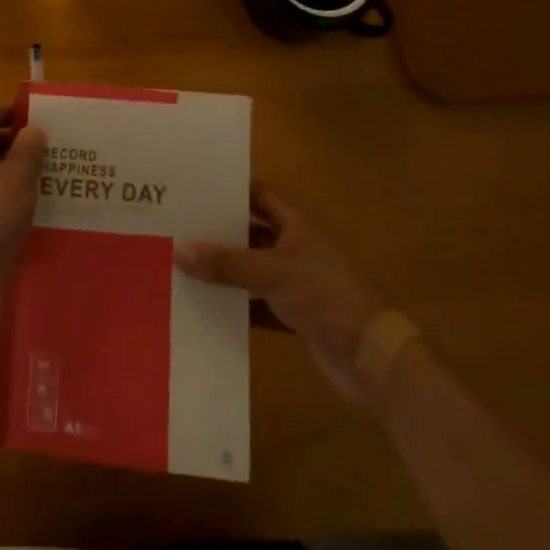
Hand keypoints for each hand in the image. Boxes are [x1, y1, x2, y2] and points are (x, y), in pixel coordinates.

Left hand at [0, 104, 46, 304]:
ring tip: (57, 183)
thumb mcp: (17, 178)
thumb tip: (33, 130)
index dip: (12, 109)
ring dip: (24, 175)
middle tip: (59, 154)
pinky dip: (17, 201)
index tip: (42, 121)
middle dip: (26, 144)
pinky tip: (41, 214)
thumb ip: (28, 149)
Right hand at [175, 183, 388, 399]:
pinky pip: (259, 304)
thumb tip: (178, 248)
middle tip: (176, 228)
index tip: (191, 189)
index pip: (258, 194)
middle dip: (218, 233)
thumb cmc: (326, 297)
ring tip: (182, 266)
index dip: (228, 190)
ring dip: (225, 272)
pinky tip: (206, 309)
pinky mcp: (297, 316)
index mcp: (297, 224)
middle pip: (251, 232)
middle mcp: (297, 247)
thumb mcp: (272, 273)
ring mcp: (298, 282)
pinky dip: (237, 306)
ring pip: (253, 270)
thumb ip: (226, 263)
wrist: (373, 359)